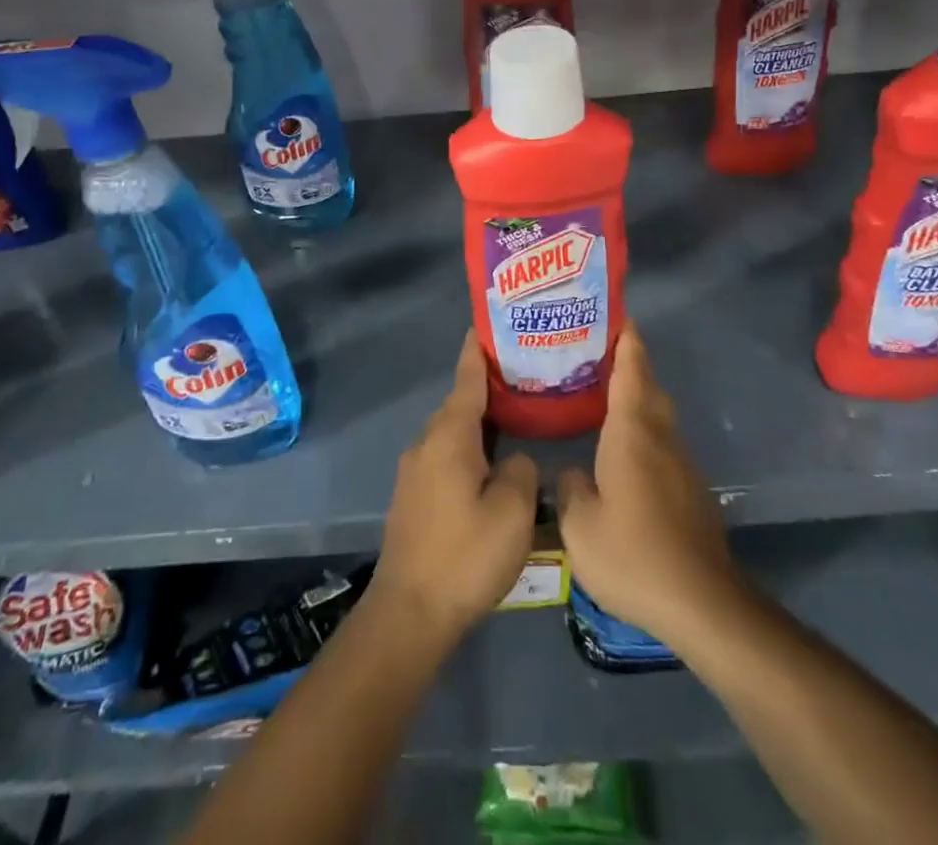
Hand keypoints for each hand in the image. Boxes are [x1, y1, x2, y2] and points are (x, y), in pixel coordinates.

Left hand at [369, 331, 538, 648]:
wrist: (409, 612)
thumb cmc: (465, 556)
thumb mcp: (513, 512)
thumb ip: (522, 470)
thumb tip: (515, 460)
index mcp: (449, 436)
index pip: (467, 378)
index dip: (479, 350)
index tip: (489, 324)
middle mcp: (427, 443)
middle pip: (461, 403)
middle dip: (490, 387)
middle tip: (528, 376)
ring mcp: (416, 470)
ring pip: (454, 433)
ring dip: (482, 422)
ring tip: (518, 416)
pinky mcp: (415, 496)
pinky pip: (447, 455)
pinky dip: (472, 448)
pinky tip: (495, 464)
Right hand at [557, 323, 739, 646]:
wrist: (702, 603)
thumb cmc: (634, 554)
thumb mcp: (580, 526)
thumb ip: (570, 489)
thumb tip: (574, 472)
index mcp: (632, 432)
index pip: (631, 370)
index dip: (625, 339)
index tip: (616, 314)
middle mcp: (660, 437)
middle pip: (648, 386)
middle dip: (629, 362)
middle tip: (597, 350)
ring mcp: (680, 464)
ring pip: (658, 415)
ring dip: (637, 396)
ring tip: (604, 394)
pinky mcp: (690, 490)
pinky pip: (662, 443)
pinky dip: (643, 429)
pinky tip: (623, 451)